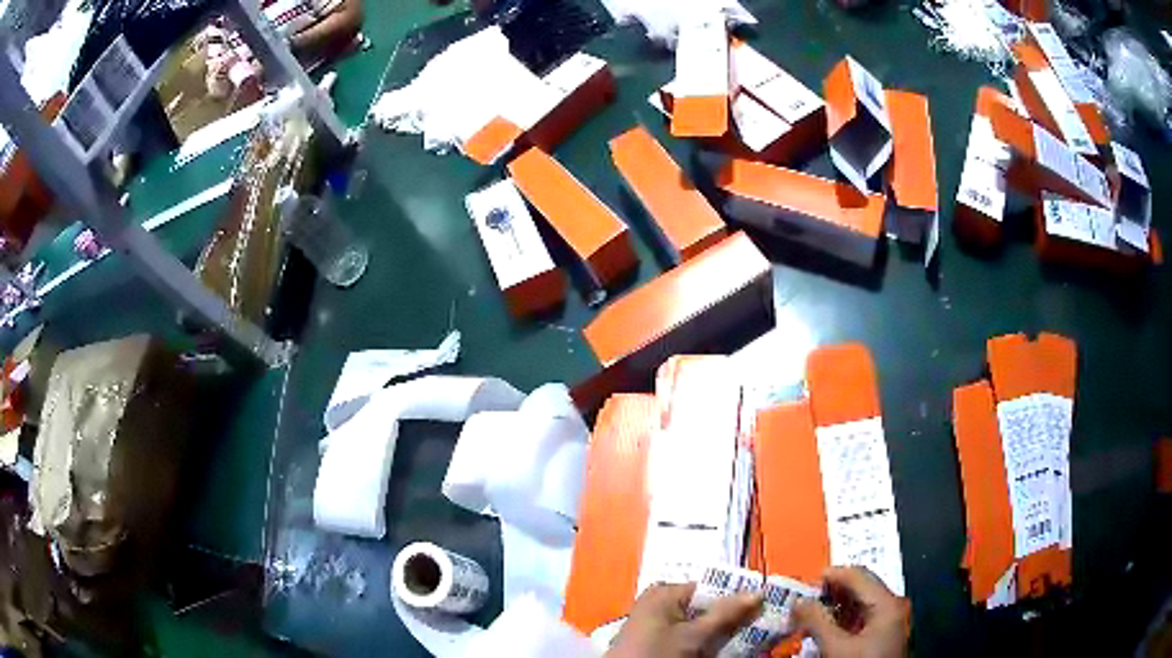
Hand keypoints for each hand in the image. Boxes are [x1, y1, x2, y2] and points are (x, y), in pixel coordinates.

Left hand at [605, 583, 762, 657]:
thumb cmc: (657, 653)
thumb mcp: (694, 635)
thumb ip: (725, 614)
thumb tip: (758, 592)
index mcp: (665, 592)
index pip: (711, 587)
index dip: (737, 596)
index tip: (763, 606)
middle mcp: (660, 603)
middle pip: (706, 606)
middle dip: (731, 616)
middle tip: (759, 623)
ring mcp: (657, 624)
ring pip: (699, 623)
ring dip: (720, 631)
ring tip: (747, 636)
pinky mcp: (657, 642)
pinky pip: (689, 635)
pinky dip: (705, 641)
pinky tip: (721, 647)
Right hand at [793, 567, 909, 657]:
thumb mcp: (836, 647)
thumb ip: (817, 622)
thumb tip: (798, 602)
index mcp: (886, 603)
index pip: (858, 576)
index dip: (832, 575)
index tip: (805, 582)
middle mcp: (889, 607)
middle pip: (859, 589)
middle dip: (831, 592)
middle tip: (804, 599)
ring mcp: (886, 622)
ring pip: (858, 605)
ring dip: (833, 607)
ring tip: (809, 614)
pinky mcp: (879, 637)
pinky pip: (858, 620)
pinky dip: (839, 620)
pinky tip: (824, 628)